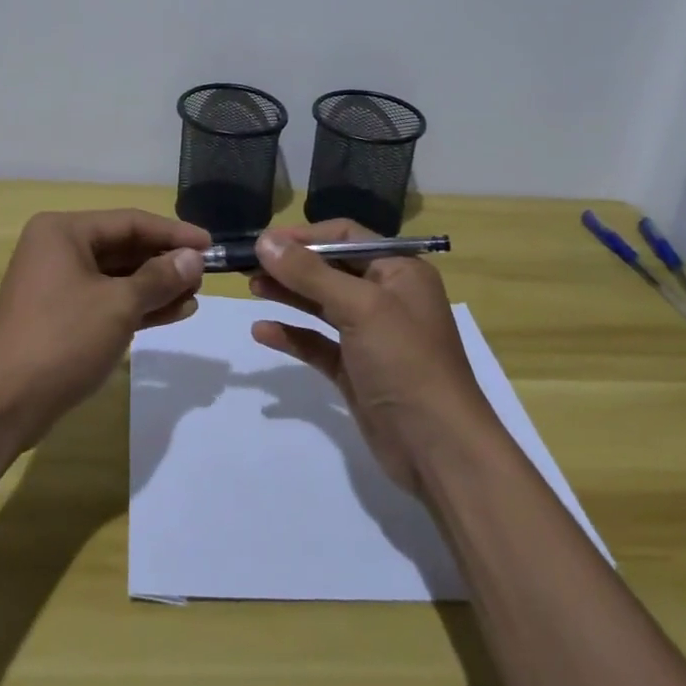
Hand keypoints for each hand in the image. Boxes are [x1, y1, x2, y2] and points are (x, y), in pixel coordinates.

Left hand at [0, 209, 208, 443]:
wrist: (3, 404)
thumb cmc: (61, 340)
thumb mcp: (119, 305)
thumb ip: (160, 278)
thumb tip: (194, 258)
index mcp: (64, 232)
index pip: (130, 222)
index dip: (174, 233)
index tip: (211, 245)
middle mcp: (58, 249)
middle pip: (124, 247)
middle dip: (165, 263)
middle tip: (205, 276)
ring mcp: (57, 284)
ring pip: (118, 277)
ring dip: (156, 287)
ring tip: (195, 297)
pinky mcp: (61, 316)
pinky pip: (107, 300)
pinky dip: (138, 306)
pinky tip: (174, 312)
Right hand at [249, 220, 490, 492]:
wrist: (438, 450)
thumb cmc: (405, 362)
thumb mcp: (360, 307)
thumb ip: (310, 273)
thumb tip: (265, 240)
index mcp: (399, 271)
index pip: (346, 236)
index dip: (305, 236)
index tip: (263, 240)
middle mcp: (386, 297)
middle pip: (330, 268)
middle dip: (291, 265)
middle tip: (248, 263)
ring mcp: (370, 335)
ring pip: (321, 303)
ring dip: (288, 293)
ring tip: (251, 286)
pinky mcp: (355, 370)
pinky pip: (318, 343)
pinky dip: (292, 334)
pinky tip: (262, 332)